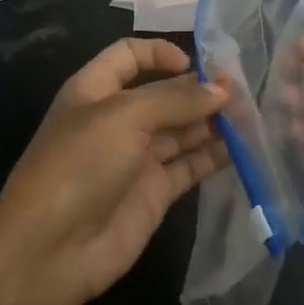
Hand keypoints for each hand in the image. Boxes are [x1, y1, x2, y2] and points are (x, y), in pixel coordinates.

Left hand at [0, 37, 229, 304]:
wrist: (52, 251)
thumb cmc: (80, 166)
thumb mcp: (124, 118)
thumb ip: (176, 100)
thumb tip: (222, 90)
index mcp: (96, 91)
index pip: (129, 56)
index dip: (160, 52)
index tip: (196, 63)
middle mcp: (118, 119)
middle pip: (165, 93)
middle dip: (200, 89)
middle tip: (244, 90)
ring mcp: (138, 157)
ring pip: (183, 129)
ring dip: (213, 121)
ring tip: (252, 115)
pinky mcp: (156, 191)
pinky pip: (191, 165)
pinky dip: (216, 155)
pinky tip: (245, 147)